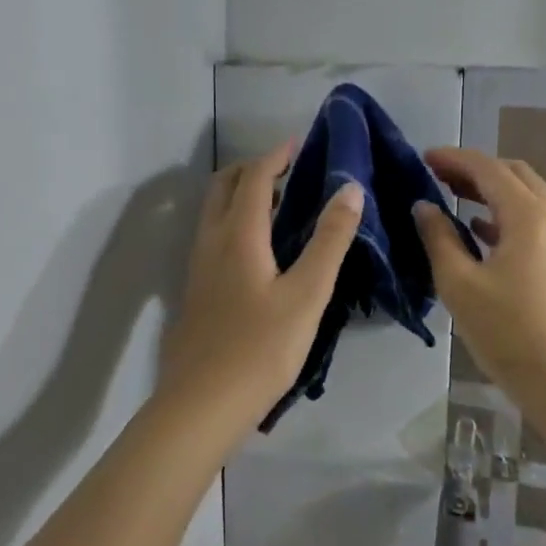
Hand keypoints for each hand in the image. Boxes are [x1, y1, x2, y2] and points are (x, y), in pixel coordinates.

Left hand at [158, 142, 362, 437]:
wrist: (203, 403)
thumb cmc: (262, 348)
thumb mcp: (307, 294)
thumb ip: (329, 240)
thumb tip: (349, 188)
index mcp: (238, 235)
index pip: (255, 178)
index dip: (277, 155)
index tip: (301, 142)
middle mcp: (211, 242)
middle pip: (224, 187)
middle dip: (253, 169)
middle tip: (288, 170)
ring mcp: (198, 268)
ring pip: (214, 213)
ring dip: (241, 196)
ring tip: (279, 205)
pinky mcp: (196, 292)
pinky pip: (213, 237)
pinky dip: (234, 222)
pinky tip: (259, 251)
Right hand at [413, 148, 545, 407]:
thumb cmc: (509, 333)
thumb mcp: (459, 285)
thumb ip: (438, 239)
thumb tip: (424, 207)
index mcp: (529, 215)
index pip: (488, 169)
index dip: (454, 158)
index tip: (423, 158)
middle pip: (514, 174)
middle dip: (475, 169)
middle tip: (437, 176)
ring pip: (528, 196)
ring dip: (492, 190)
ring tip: (453, 197)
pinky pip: (537, 219)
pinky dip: (507, 213)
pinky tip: (482, 231)